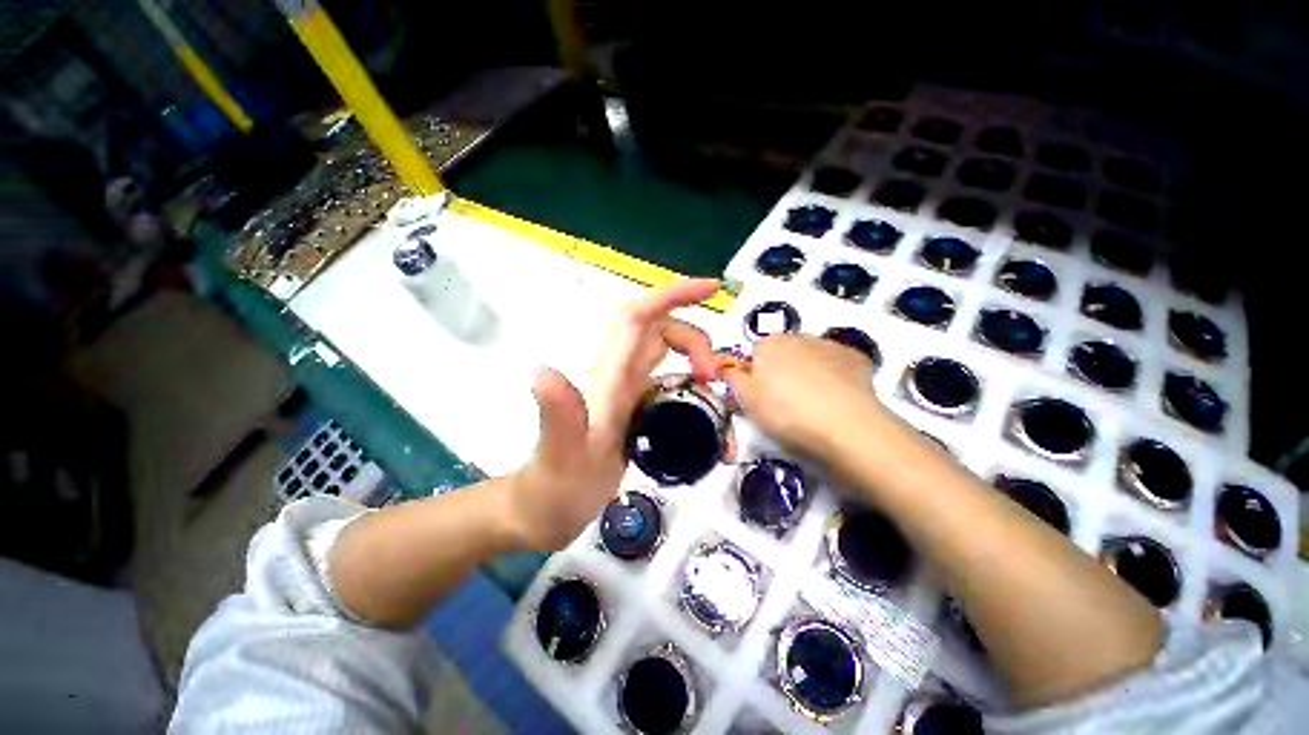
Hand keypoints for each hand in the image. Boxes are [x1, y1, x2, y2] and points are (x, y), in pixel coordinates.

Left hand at [503, 278, 719, 549]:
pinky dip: (691, 385)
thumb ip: (558, 417)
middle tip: (711, 378)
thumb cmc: (553, 487)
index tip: (711, 289)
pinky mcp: (634, 408)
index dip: (672, 295)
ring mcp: (627, 391)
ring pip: (666, 353)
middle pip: (660, 330)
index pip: (638, 318)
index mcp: (607, 376)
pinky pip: (669, 382)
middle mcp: (617, 375)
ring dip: (695, 359)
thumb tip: (543, 371)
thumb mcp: (560, 457)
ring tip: (712, 391)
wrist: (543, 509)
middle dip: (694, 339)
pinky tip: (703, 408)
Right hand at [723, 334, 886, 460]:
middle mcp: (798, 336)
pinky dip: (834, 375)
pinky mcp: (856, 358)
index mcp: (768, 344)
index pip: (754, 354)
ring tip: (812, 401)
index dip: (754, 375)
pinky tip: (836, 397)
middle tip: (784, 401)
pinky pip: (836, 364)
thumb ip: (731, 378)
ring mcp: (830, 345)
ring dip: (807, 371)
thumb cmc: (786, 412)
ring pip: (810, 356)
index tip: (759, 396)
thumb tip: (723, 367)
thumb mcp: (747, 400)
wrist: (845, 426)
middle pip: (783, 352)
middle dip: (781, 370)